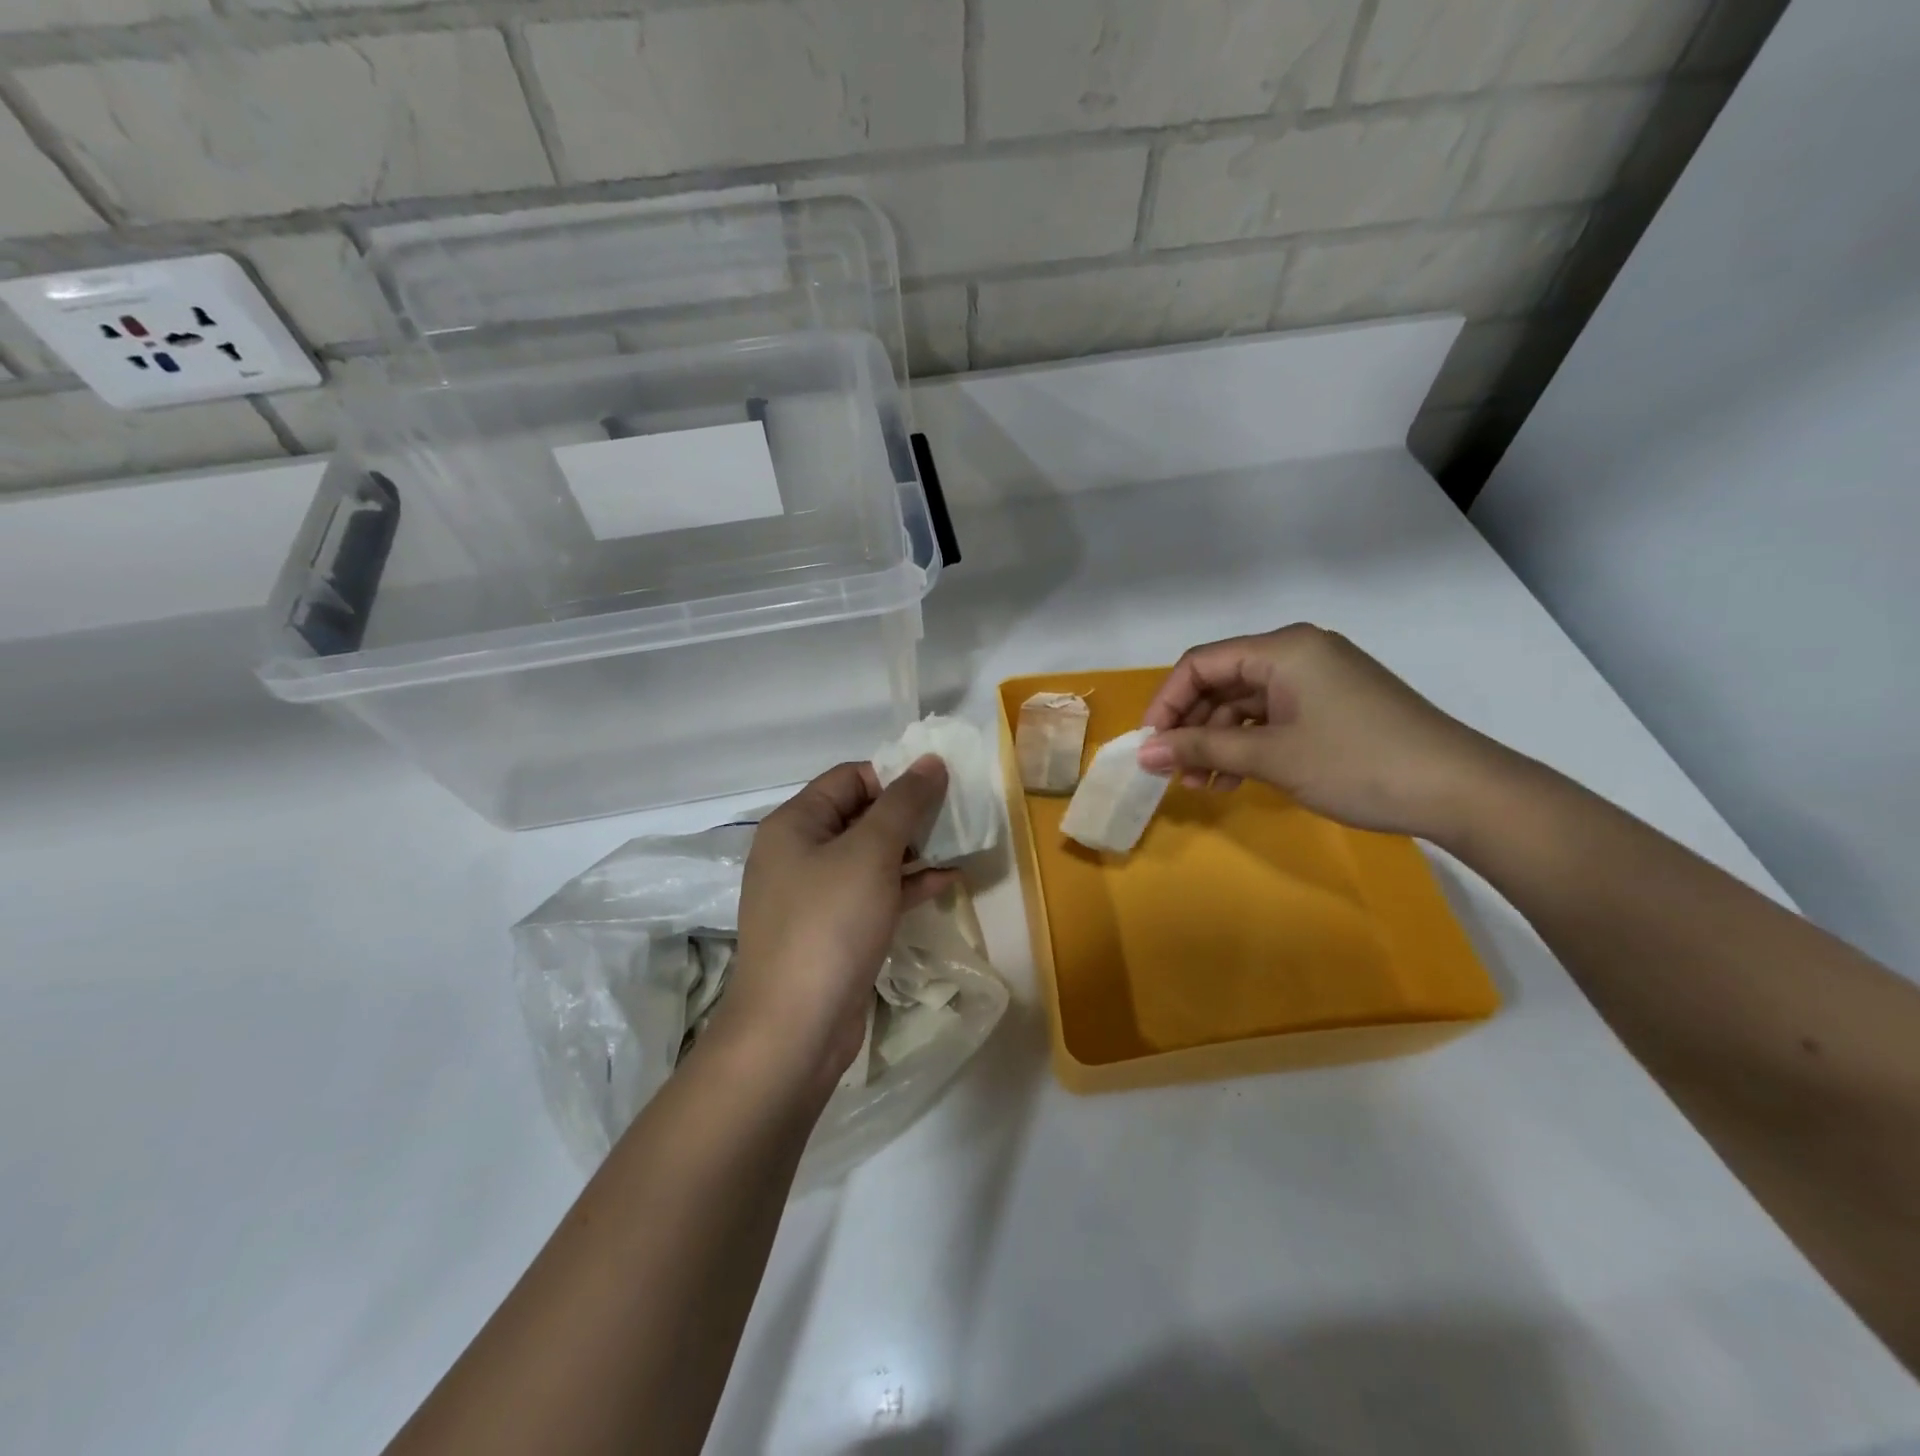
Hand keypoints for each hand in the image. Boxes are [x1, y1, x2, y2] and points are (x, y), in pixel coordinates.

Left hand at [719, 759, 957, 1098]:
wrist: (794, 1030)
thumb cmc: (829, 924)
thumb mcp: (871, 853)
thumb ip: (904, 803)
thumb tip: (930, 761)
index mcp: (795, 823)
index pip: (849, 778)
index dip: (894, 777)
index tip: (940, 789)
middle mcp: (799, 853)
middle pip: (860, 816)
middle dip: (909, 815)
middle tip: (956, 818)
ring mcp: (815, 895)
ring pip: (870, 857)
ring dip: (913, 851)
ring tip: (959, 846)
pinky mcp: (833, 931)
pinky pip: (873, 894)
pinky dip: (906, 886)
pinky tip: (946, 882)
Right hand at [1137, 624, 1503, 840]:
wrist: (1461, 790)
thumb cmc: (1357, 763)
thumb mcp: (1272, 757)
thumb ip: (1202, 749)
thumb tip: (1143, 753)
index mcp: (1283, 649)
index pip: (1201, 664)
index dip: (1166, 703)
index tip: (1150, 745)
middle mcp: (1298, 653)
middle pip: (1221, 682)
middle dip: (1191, 727)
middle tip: (1172, 771)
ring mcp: (1318, 679)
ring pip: (1246, 704)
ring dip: (1217, 742)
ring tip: (1200, 786)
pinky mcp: (1333, 705)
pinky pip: (1273, 718)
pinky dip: (1249, 746)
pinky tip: (1233, 780)